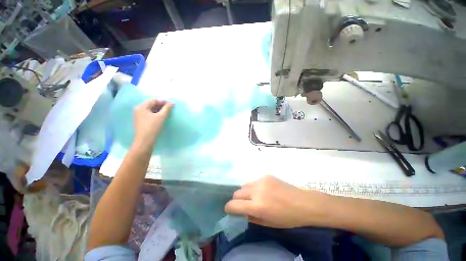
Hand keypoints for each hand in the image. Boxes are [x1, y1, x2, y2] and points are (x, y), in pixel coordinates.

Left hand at [133, 99, 172, 145]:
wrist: (145, 141)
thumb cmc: (152, 127)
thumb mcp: (161, 117)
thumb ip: (167, 108)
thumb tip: (172, 103)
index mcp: (142, 107)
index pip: (153, 100)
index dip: (163, 101)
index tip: (171, 104)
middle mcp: (139, 110)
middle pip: (151, 104)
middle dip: (161, 105)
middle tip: (170, 108)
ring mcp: (139, 116)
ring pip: (151, 110)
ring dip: (159, 110)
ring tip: (167, 112)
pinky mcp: (141, 121)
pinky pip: (149, 114)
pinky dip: (156, 114)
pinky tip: (162, 117)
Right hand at [225, 175, 329, 227]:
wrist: (303, 203)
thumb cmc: (287, 218)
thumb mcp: (268, 223)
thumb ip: (252, 217)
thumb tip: (243, 211)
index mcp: (257, 206)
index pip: (233, 205)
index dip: (229, 208)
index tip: (230, 210)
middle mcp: (256, 191)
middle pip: (237, 193)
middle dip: (238, 200)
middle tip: (246, 204)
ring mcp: (261, 180)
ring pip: (244, 185)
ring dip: (246, 192)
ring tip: (256, 196)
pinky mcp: (266, 175)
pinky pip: (254, 181)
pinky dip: (255, 187)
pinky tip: (265, 190)